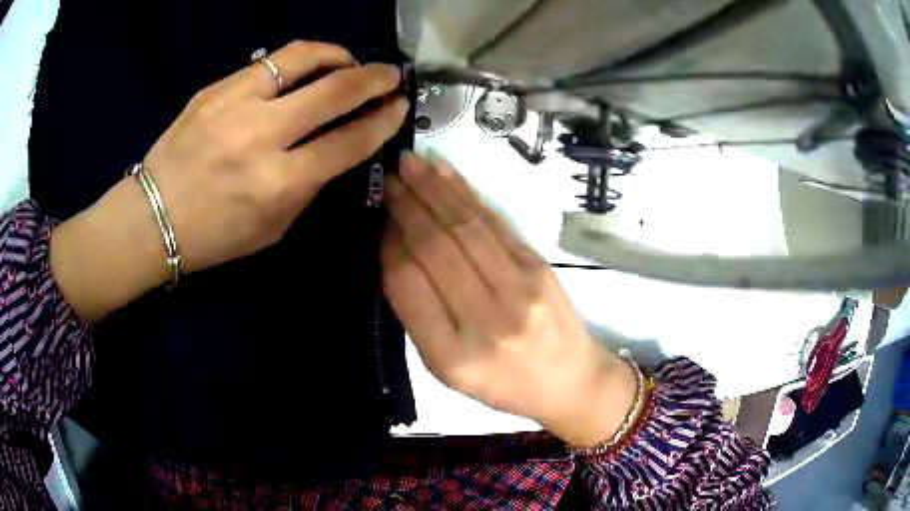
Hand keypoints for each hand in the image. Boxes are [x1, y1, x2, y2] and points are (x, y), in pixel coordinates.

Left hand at [51, 41, 407, 321]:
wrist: (151, 218)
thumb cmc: (214, 237)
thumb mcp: (273, 228)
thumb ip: (309, 186)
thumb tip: (338, 147)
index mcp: (279, 184)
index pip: (349, 142)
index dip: (383, 121)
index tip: (399, 107)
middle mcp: (261, 137)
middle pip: (335, 92)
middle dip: (374, 79)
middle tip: (390, 75)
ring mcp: (234, 105)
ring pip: (302, 59)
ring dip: (337, 55)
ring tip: (349, 61)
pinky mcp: (215, 89)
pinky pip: (267, 62)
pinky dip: (297, 60)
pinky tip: (305, 67)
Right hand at [381, 154, 637, 446]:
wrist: (569, 380)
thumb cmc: (502, 383)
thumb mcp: (447, 370)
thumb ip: (418, 315)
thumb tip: (395, 248)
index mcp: (452, 356)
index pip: (408, 284)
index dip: (390, 244)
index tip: (380, 218)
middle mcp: (486, 320)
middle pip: (436, 248)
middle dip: (408, 206)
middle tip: (389, 177)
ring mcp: (519, 290)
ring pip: (465, 227)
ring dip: (434, 190)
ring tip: (410, 164)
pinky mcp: (539, 267)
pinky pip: (494, 223)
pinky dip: (466, 195)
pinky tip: (445, 175)